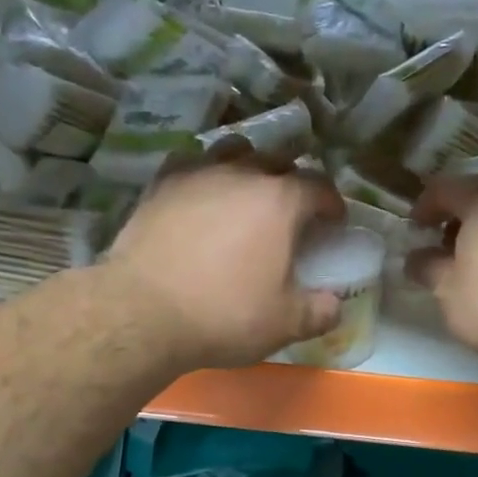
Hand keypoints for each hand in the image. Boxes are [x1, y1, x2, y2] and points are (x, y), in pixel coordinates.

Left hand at [105, 156, 346, 370]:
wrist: (142, 312)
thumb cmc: (224, 314)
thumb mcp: (284, 324)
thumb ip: (319, 312)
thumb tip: (335, 305)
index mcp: (280, 201)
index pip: (319, 186)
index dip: (332, 203)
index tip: (333, 222)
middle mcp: (241, 174)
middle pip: (277, 161)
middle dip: (291, 181)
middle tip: (291, 211)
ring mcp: (197, 174)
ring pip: (232, 152)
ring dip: (247, 167)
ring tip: (245, 193)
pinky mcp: (160, 184)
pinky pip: (190, 164)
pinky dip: (203, 175)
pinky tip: (200, 195)